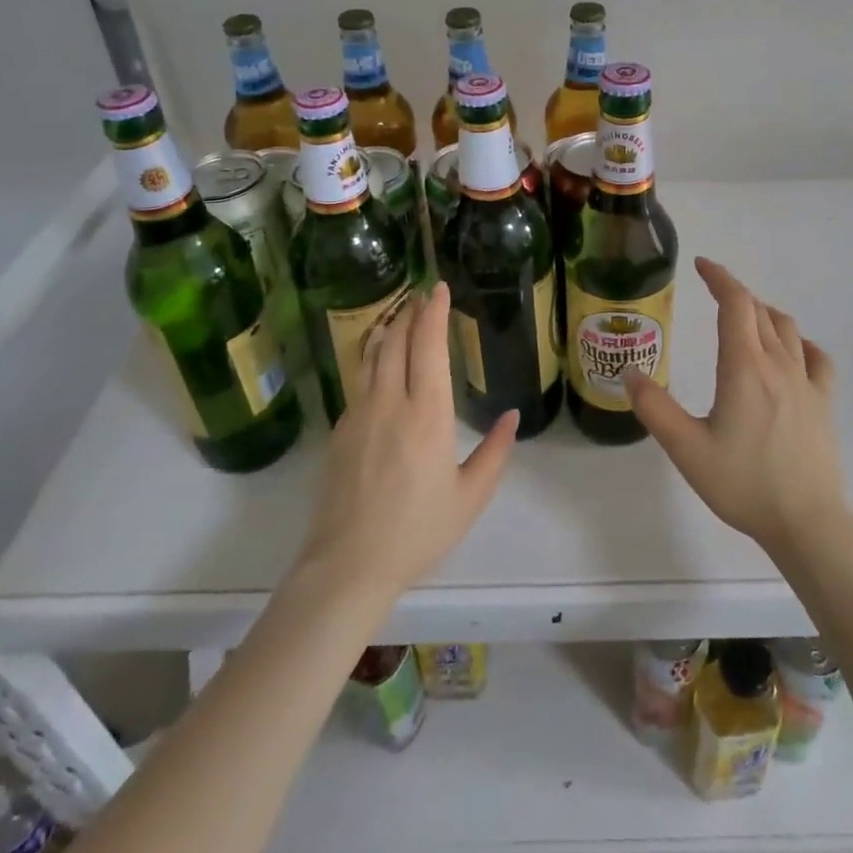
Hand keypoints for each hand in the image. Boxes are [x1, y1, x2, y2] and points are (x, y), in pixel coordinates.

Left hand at [299, 283, 517, 595]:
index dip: (434, 313)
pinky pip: (358, 380)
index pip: (429, 346)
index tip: (438, 289)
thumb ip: (494, 452)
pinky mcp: (340, 430)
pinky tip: (378, 363)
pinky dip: (371, 358)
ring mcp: (359, 414)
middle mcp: (391, 402)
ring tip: (398, 316)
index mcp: (428, 414)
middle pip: (396, 341)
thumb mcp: (469, 496)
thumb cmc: (418, 531)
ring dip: (386, 329)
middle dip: (410, 312)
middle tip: (421, 295)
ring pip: (371, 356)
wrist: (349, 564)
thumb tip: (513, 417)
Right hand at [625, 257, 846, 557]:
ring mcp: (807, 382)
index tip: (701, 265)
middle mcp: (778, 364)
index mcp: (744, 368)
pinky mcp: (824, 402)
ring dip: (763, 313)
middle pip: (759, 311)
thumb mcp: (686, 449)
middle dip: (735, 293)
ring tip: (744, 317)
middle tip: (712, 292)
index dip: (719, 278)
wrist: (807, 523)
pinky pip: (816, 357)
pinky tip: (791, 352)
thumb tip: (629, 371)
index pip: (736, 304)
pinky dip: (799, 342)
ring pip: (787, 328)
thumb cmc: (743, 484)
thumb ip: (654, 408)